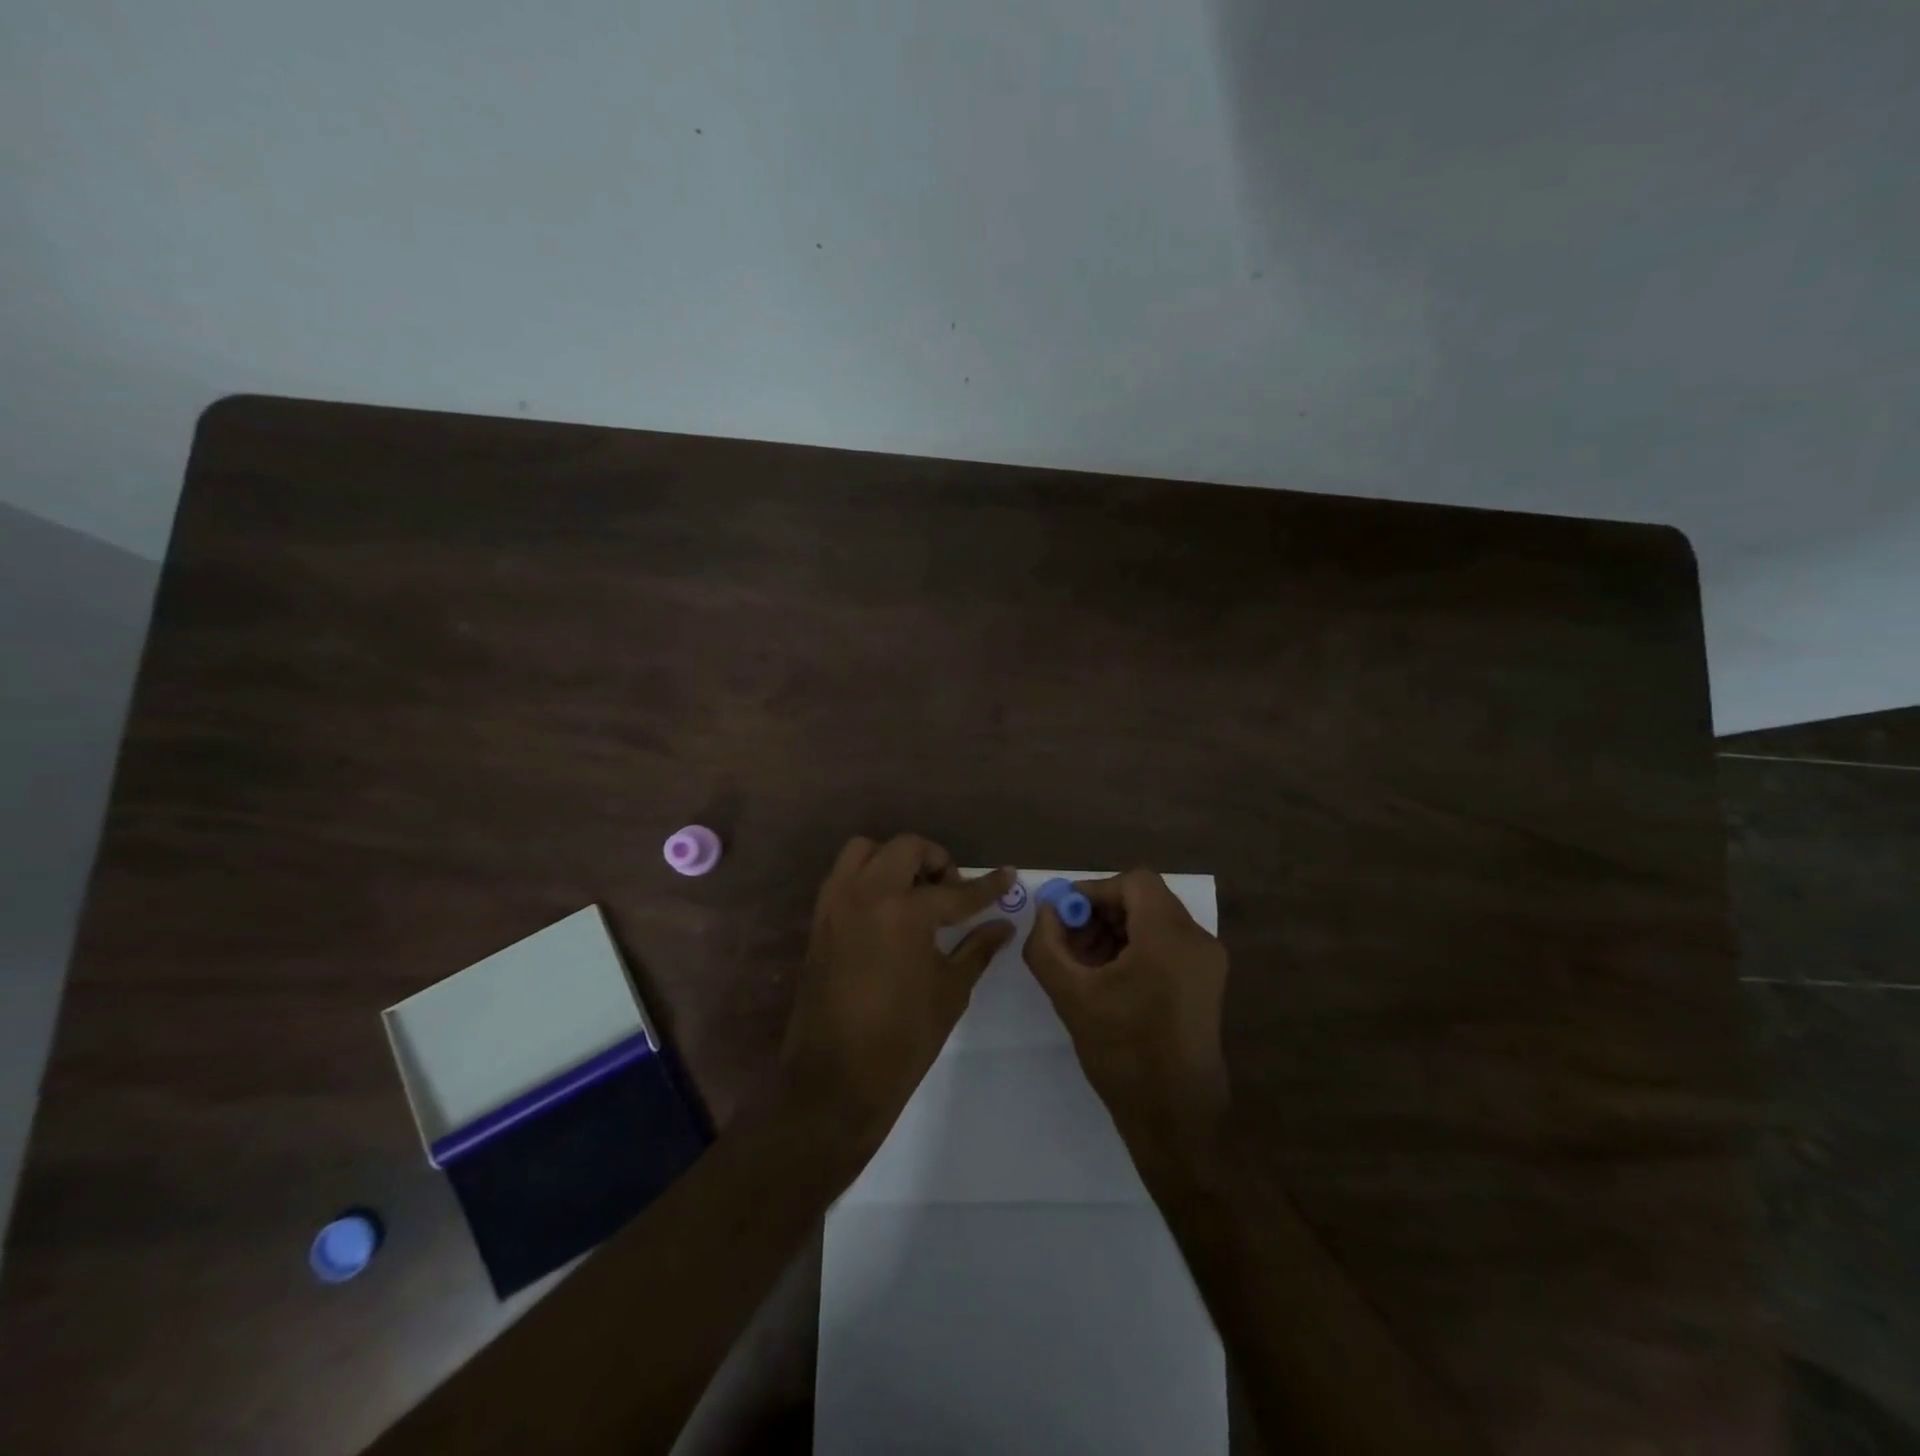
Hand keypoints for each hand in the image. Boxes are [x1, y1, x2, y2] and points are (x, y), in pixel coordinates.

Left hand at [781, 835, 1014, 1146]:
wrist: (834, 1080)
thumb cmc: (902, 1040)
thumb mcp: (950, 991)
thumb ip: (977, 948)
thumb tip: (1003, 925)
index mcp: (904, 912)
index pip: (956, 891)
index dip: (988, 886)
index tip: (1008, 875)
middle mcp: (867, 894)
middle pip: (906, 848)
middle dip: (937, 861)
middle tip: (952, 892)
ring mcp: (836, 904)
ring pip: (865, 850)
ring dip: (895, 860)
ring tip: (914, 893)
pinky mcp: (819, 920)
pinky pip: (844, 876)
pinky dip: (868, 877)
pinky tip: (887, 911)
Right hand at [1024, 868, 1229, 1167]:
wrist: (1175, 1119)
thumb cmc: (1123, 1053)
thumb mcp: (1070, 995)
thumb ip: (1047, 944)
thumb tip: (1045, 910)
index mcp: (1170, 936)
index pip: (1133, 882)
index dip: (1093, 891)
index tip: (1063, 916)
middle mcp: (1197, 939)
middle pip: (1144, 900)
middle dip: (1101, 913)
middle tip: (1068, 941)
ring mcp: (1207, 962)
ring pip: (1155, 921)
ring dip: (1115, 931)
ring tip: (1083, 964)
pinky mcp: (1207, 983)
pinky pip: (1167, 945)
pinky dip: (1135, 948)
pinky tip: (1108, 979)